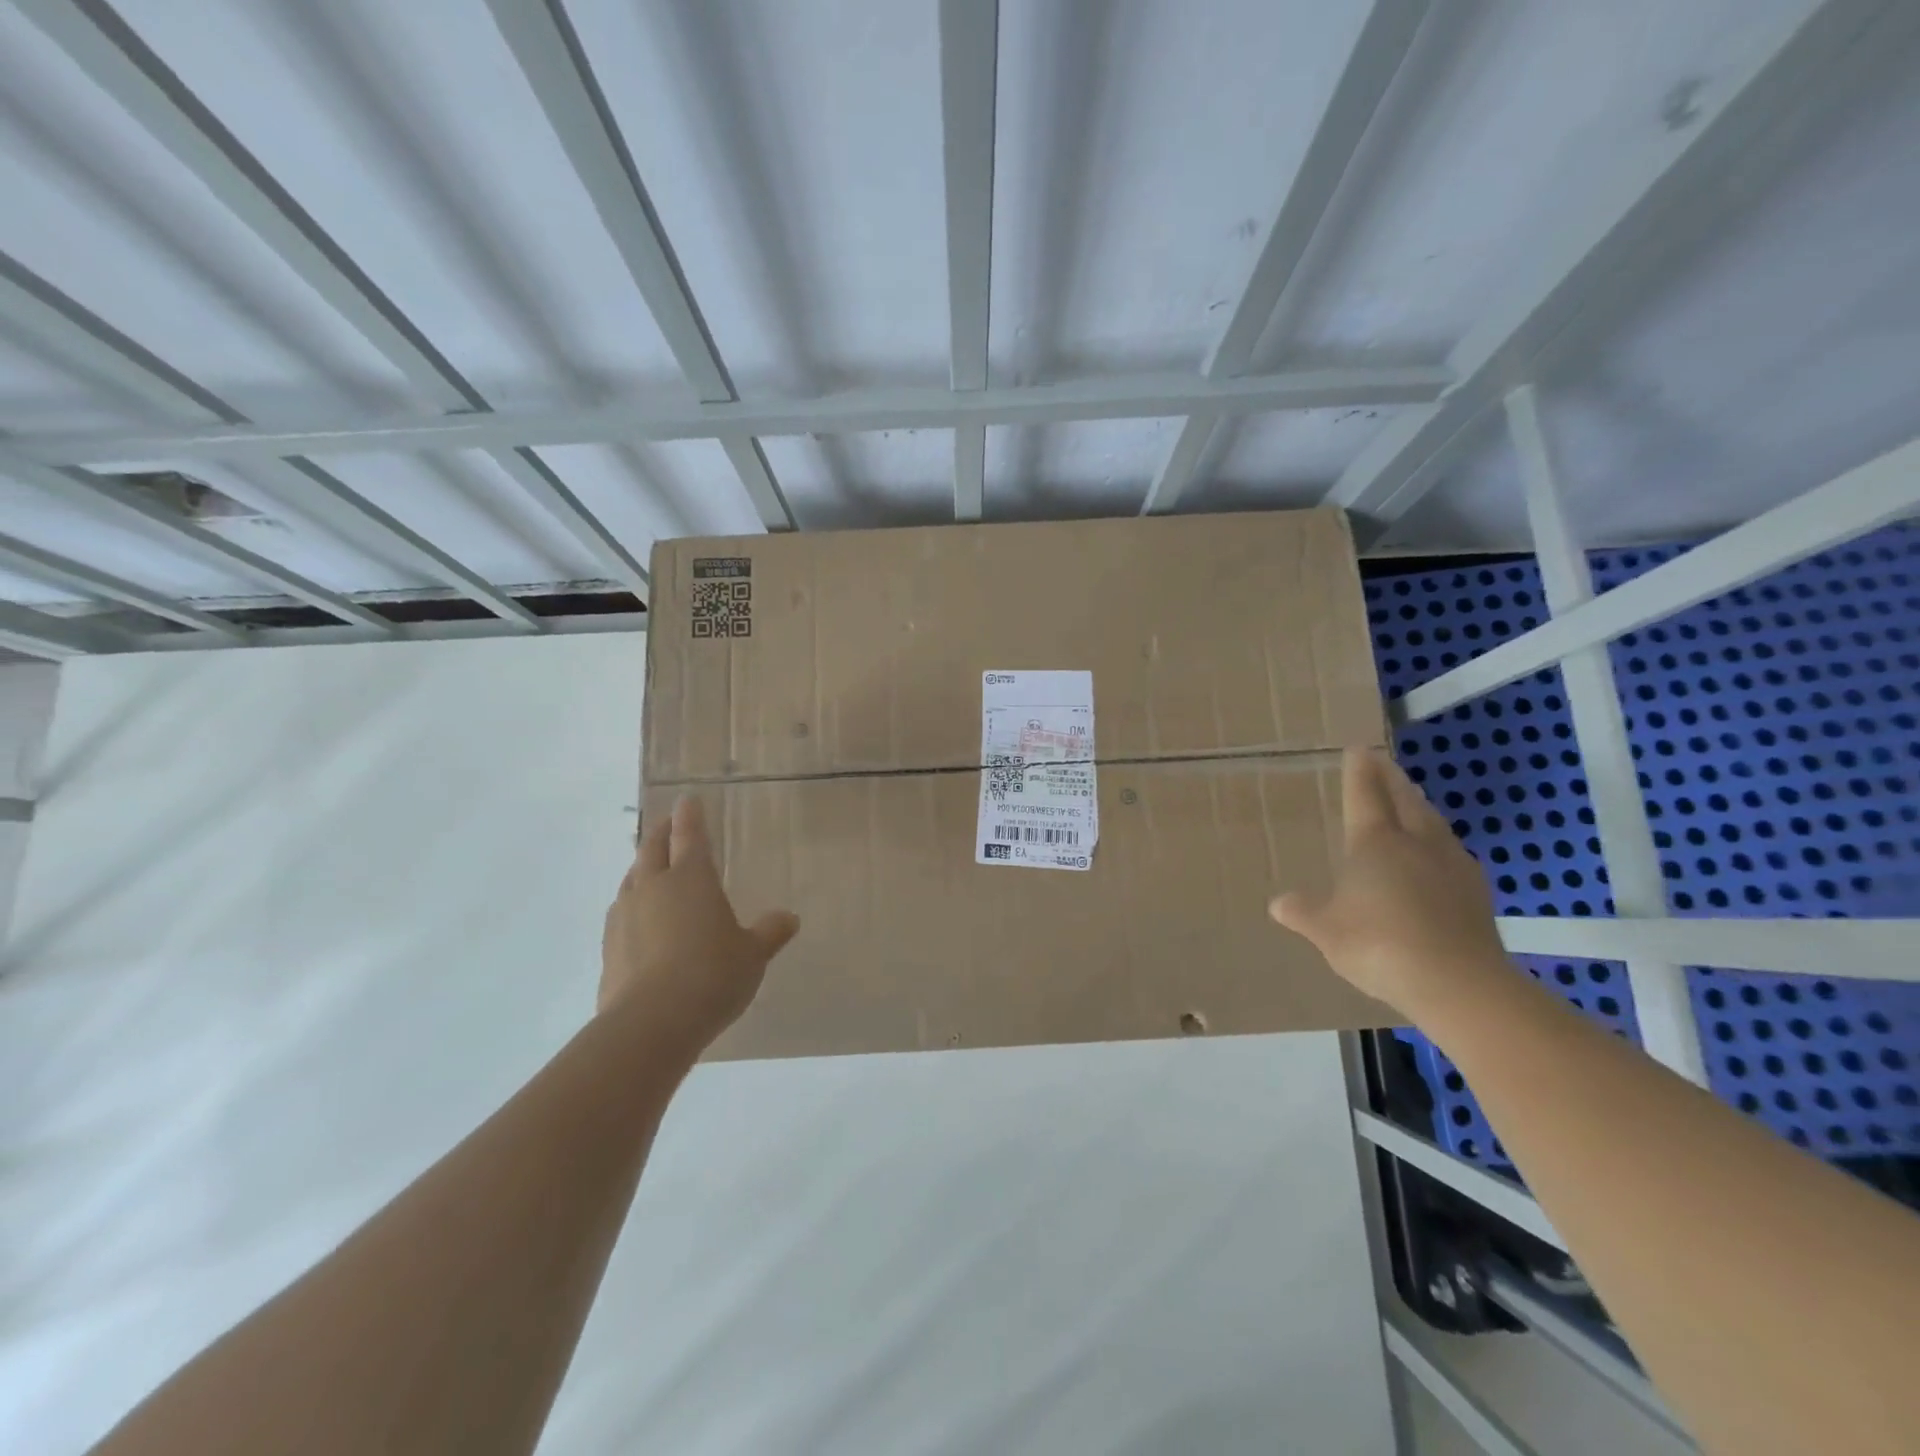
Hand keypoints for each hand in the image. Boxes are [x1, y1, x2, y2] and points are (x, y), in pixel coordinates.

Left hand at [600, 796, 799, 1048]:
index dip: (690, 816)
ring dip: (641, 869)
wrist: (652, 1023)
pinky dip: (632, 907)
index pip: (690, 836)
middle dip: (660, 833)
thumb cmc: (713, 975)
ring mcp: (624, 917)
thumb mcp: (753, 954)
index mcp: (691, 879)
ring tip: (650, 869)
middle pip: (651, 850)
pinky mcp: (608, 948)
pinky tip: (638, 920)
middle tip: (668, 824)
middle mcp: (653, 888)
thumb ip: (770, 932)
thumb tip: (789, 918)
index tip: (687, 800)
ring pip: (631, 880)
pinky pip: (621, 914)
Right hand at [1269, 747, 1510, 1018]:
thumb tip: (1279, 903)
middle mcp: (1415, 843)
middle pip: (1405, 800)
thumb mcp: (1326, 931)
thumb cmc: (1379, 945)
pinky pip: (1451, 852)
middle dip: (1392, 779)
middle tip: (1384, 762)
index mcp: (1374, 843)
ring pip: (1433, 822)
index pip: (1364, 795)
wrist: (1459, 983)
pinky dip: (1438, 841)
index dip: (1359, 771)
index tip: (1358, 749)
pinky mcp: (1476, 892)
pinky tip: (1438, 854)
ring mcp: (1451, 865)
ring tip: (1412, 800)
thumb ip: (1304, 912)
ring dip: (1419, 806)